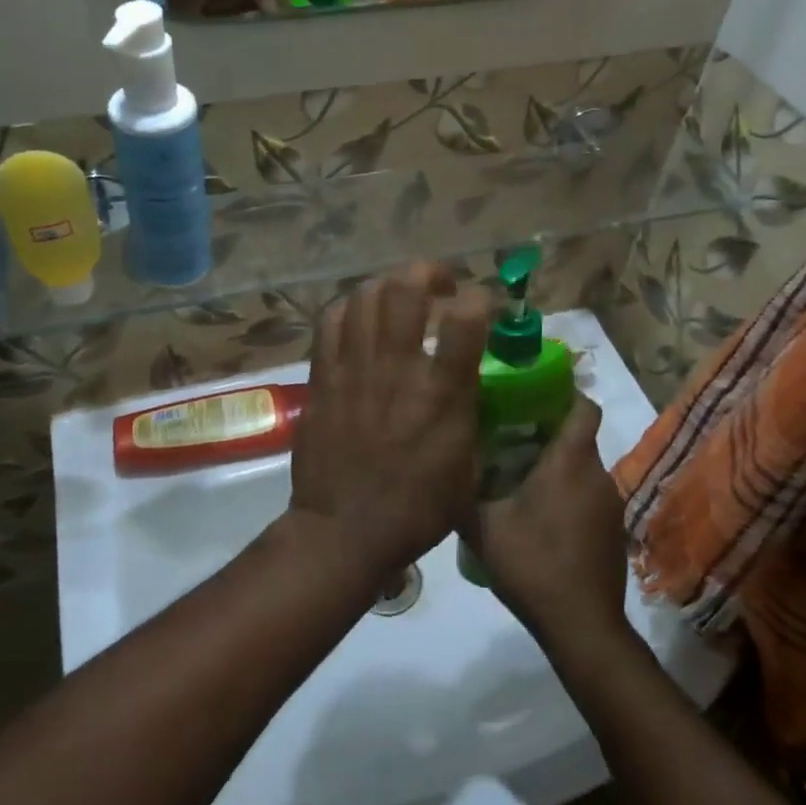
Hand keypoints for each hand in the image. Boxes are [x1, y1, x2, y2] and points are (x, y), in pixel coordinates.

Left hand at [288, 264, 490, 579]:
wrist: (344, 531)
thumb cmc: (416, 509)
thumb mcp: (469, 469)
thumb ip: (472, 414)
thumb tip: (473, 381)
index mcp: (441, 393)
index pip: (466, 317)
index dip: (479, 298)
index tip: (483, 307)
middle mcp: (396, 368)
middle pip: (406, 287)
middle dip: (428, 273)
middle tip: (438, 288)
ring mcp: (353, 368)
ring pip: (366, 295)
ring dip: (389, 287)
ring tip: (399, 299)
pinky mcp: (322, 376)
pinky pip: (331, 320)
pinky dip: (350, 308)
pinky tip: (361, 320)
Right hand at [456, 396, 630, 649]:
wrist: (582, 627)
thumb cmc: (532, 565)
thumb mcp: (482, 525)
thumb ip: (464, 488)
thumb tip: (447, 460)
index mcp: (570, 462)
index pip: (584, 406)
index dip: (565, 393)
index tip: (533, 393)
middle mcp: (597, 475)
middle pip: (578, 437)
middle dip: (547, 431)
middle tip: (507, 435)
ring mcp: (610, 505)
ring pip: (582, 468)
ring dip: (556, 466)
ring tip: (516, 476)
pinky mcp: (612, 531)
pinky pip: (587, 495)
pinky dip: (566, 494)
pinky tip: (538, 517)